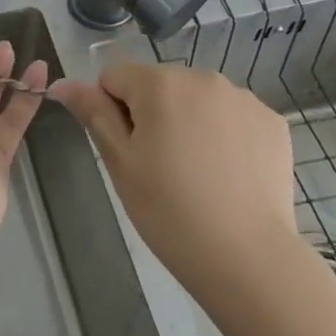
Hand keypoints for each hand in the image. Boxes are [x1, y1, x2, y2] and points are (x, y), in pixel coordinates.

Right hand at [50, 62, 296, 289]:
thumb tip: (62, 82)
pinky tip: (228, 174)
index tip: (128, 151)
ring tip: (197, 173)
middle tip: (159, 167)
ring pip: (197, 99)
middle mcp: (203, 77)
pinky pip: (232, 116)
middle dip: (152, 114)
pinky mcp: (273, 121)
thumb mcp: (120, 162)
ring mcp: (244, 98)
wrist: (247, 258)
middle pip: (159, 85)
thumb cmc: (169, 211)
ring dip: (188, 121)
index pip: (115, 77)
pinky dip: (225, 135)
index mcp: (160, 83)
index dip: (111, 111)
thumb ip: (93, 113)